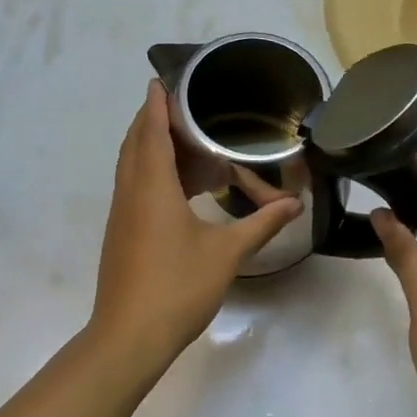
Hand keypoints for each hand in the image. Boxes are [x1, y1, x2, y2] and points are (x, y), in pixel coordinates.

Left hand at [87, 81, 303, 369]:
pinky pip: (134, 187)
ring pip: (132, 166)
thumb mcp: (226, 253)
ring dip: (152, 147)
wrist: (128, 337)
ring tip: (186, 142)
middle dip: (153, 120)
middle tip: (182, 108)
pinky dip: (152, 172)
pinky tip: (179, 188)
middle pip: (136, 143)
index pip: (151, 131)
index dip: (156, 104)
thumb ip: (261, 224)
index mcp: (152, 187)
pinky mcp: (121, 233)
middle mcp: (131, 192)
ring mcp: (122, 214)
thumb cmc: (177, 287)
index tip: (160, 80)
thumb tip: (296, 204)